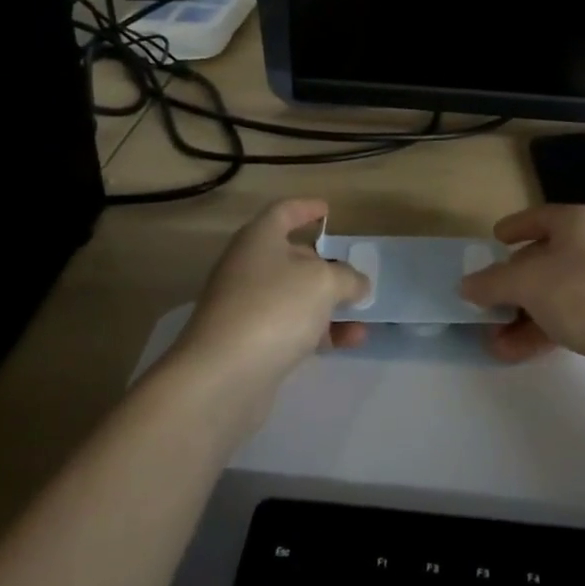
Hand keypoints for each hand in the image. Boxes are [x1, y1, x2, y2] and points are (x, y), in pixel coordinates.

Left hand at [172, 199, 370, 398]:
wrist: (222, 377)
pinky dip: (320, 331)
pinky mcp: (249, 344)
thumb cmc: (274, 308)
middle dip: (323, 264)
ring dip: (328, 303)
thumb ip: (347, 278)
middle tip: (353, 272)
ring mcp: (246, 308)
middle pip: (289, 256)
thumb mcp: (323, 283)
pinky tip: (350, 341)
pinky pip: (291, 328)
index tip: (328, 210)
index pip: (283, 212)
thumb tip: (357, 283)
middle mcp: (248, 268)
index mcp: (259, 239)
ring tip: (362, 313)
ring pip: (293, 296)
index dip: (306, 208)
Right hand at [459, 204, 584, 385]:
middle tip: (483, 301)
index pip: (539, 217)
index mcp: (578, 223)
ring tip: (491, 339)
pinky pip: (569, 320)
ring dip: (521, 315)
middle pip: (544, 259)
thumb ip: (493, 282)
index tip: (493, 240)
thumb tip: (467, 284)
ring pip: (554, 294)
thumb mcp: (528, 282)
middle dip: (511, 283)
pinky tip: (514, 353)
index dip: (514, 227)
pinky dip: (541, 332)